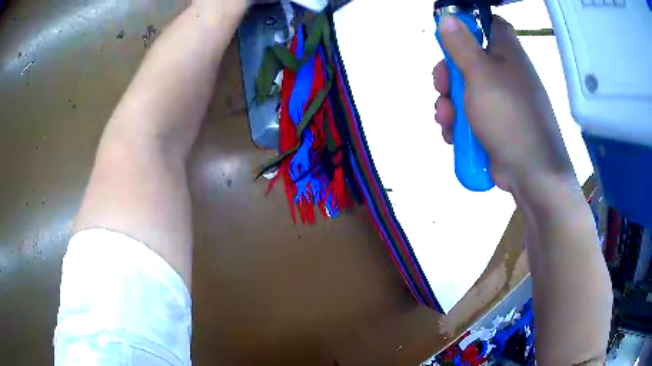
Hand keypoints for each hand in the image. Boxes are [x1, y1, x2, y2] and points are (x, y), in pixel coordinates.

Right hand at [434, 15, 574, 192]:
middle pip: (469, 59)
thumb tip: (447, 18)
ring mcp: (501, 101)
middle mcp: (506, 73)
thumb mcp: (480, 74)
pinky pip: (471, 115)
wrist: (531, 173)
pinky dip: (458, 124)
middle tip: (441, 87)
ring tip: (445, 120)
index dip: (470, 25)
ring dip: (449, 104)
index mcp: (507, 53)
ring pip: (466, 90)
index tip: (451, 36)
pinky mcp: (496, 124)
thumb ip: (461, 45)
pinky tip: (452, 135)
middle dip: (449, 74)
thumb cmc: (509, 116)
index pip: (490, 24)